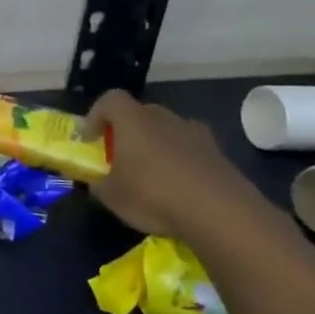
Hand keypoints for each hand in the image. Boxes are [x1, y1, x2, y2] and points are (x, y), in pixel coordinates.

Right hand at [84, 89, 268, 239]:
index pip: (110, 100)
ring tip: (152, 175)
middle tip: (121, 157)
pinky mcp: (220, 155)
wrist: (222, 214)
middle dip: (128, 132)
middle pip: (141, 113)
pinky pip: (191, 151)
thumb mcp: (111, 196)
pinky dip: (181, 163)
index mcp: (134, 121)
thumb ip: (99, 184)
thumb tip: (98, 183)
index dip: (97, 116)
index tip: (92, 140)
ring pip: (169, 131)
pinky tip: (179, 190)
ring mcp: (197, 135)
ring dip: (157, 146)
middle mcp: (165, 119)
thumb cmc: (153, 195)